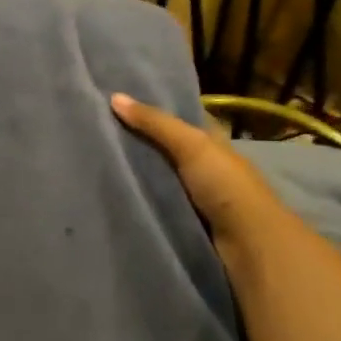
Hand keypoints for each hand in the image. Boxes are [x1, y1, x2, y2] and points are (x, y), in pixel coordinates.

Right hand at [109, 92, 290, 281]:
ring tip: (92, 164)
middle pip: (165, 150)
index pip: (180, 120)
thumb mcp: (191, 145)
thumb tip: (114, 97)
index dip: (153, 110)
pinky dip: (138, 202)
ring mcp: (194, 197)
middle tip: (95, 134)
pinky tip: (111, 196)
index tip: (117, 103)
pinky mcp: (185, 222)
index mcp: (211, 143)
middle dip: (136, 144)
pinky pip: (155, 206)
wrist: (248, 243)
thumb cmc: (225, 185)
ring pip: (158, 179)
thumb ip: (155, 123)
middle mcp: (203, 167)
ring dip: (134, 177)